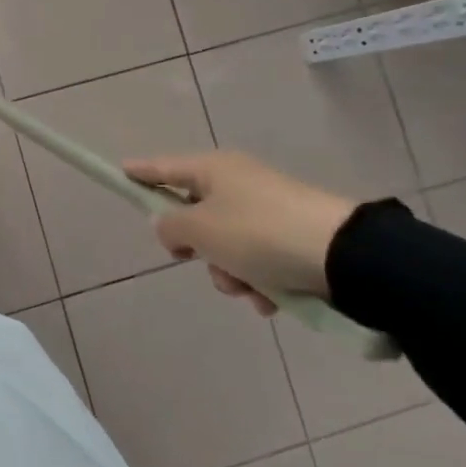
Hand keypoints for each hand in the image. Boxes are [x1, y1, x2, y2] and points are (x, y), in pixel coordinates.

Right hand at [123, 152, 356, 315]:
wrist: (345, 256)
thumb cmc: (258, 234)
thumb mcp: (201, 230)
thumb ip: (171, 227)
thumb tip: (169, 226)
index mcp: (214, 169)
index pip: (164, 168)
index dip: (140, 172)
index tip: (120, 171)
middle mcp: (240, 183)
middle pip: (196, 215)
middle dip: (198, 248)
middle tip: (201, 260)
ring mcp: (269, 209)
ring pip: (227, 245)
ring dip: (230, 272)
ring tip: (250, 288)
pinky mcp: (295, 236)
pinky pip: (259, 260)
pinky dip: (259, 281)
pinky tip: (272, 298)